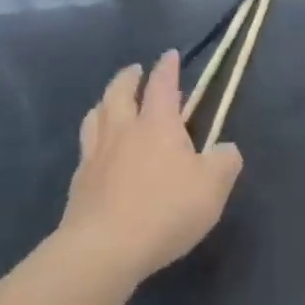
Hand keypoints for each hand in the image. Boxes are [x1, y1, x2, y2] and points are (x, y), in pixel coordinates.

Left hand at [60, 52, 243, 284]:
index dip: (167, 67)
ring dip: (105, 102)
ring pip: (95, 116)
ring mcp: (96, 155)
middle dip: (128, 77)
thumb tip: (225, 149)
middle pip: (119, 92)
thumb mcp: (214, 186)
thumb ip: (225, 161)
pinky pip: (86, 147)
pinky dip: (94, 137)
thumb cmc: (166, 209)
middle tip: (135, 71)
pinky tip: (99, 150)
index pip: (161, 84)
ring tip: (111, 103)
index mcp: (157, 124)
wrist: (104, 249)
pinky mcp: (79, 183)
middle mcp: (123, 131)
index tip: (169, 55)